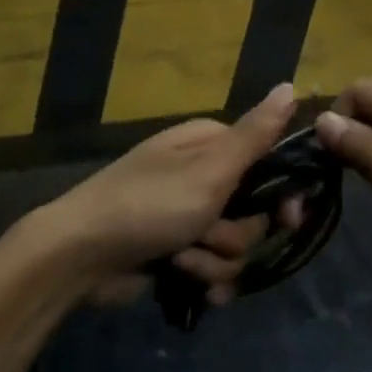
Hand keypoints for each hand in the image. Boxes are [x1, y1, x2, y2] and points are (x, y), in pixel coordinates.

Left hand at [28, 84, 298, 307]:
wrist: (80, 255)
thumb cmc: (149, 204)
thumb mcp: (209, 169)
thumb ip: (255, 134)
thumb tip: (291, 85)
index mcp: (211, 145)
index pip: (270, 162)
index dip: (283, 193)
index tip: (288, 217)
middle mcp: (203, 175)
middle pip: (256, 211)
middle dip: (238, 234)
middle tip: (210, 234)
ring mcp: (189, 215)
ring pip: (236, 245)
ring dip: (214, 260)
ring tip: (182, 260)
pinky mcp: (177, 250)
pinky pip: (213, 267)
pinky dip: (203, 277)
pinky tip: (189, 285)